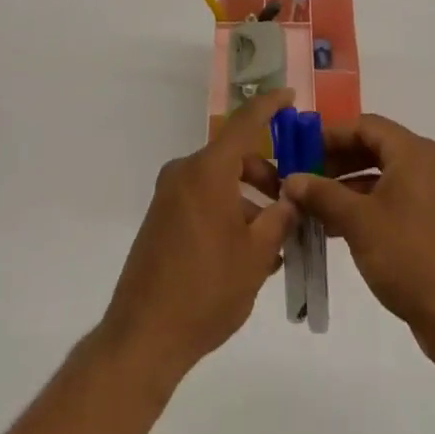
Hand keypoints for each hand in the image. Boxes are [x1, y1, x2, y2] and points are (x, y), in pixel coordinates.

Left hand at [98, 90, 298, 388]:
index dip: (269, 106)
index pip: (244, 123)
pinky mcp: (161, 220)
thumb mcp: (257, 255)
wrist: (144, 337)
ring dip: (248, 201)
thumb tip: (291, 198)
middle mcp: (184, 174)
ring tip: (274, 243)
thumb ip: (279, 218)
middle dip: (266, 175)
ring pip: (219, 183)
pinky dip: (227, 213)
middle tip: (290, 204)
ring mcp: (168, 197)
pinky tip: (247, 253)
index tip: (290, 96)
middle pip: (233, 158)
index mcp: (207, 171)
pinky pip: (202, 201)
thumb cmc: (207, 289)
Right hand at [283, 114, 434, 365]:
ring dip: (345, 187)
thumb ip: (322, 194)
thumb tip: (291, 179)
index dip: (330, 135)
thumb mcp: (357, 221)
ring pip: (379, 176)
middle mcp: (423, 164)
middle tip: (303, 178)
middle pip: (372, 148)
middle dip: (335, 161)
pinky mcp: (428, 221)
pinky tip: (335, 228)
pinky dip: (362, 206)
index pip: (364, 125)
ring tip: (312, 206)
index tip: (301, 151)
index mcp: (412, 152)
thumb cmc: (407, 254)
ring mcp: (428, 193)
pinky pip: (389, 199)